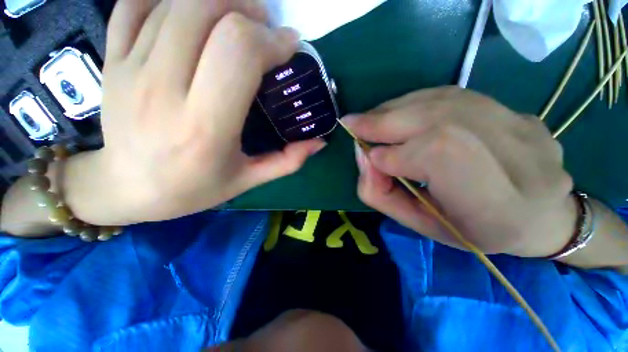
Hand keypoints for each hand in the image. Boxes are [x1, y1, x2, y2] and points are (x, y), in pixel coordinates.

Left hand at [78, 0, 324, 223]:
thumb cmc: (194, 189)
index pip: (239, 52)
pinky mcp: (112, 61)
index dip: (272, 39)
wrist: (128, 190)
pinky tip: (190, 12)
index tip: (288, 46)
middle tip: (265, 28)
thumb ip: (288, 161)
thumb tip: (319, 142)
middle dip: (248, 10)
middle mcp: (163, 90)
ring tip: (237, 17)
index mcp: (205, 126)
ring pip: (176, 2)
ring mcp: (130, 69)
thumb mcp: (249, 180)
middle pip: (208, 11)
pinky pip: (134, 4)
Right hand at [344, 87, 576, 256]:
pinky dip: (413, 101)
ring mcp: (523, 126)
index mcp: (497, 207)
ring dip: (393, 108)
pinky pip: (453, 95)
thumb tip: (364, 155)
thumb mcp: (419, 224)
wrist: (539, 215)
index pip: (438, 156)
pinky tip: (395, 111)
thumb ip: (383, 194)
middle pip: (437, 121)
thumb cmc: (472, 231)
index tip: (370, 159)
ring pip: (442, 101)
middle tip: (352, 123)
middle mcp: (519, 158)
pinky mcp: (516, 111)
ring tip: (369, 119)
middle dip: (383, 121)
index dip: (394, 154)